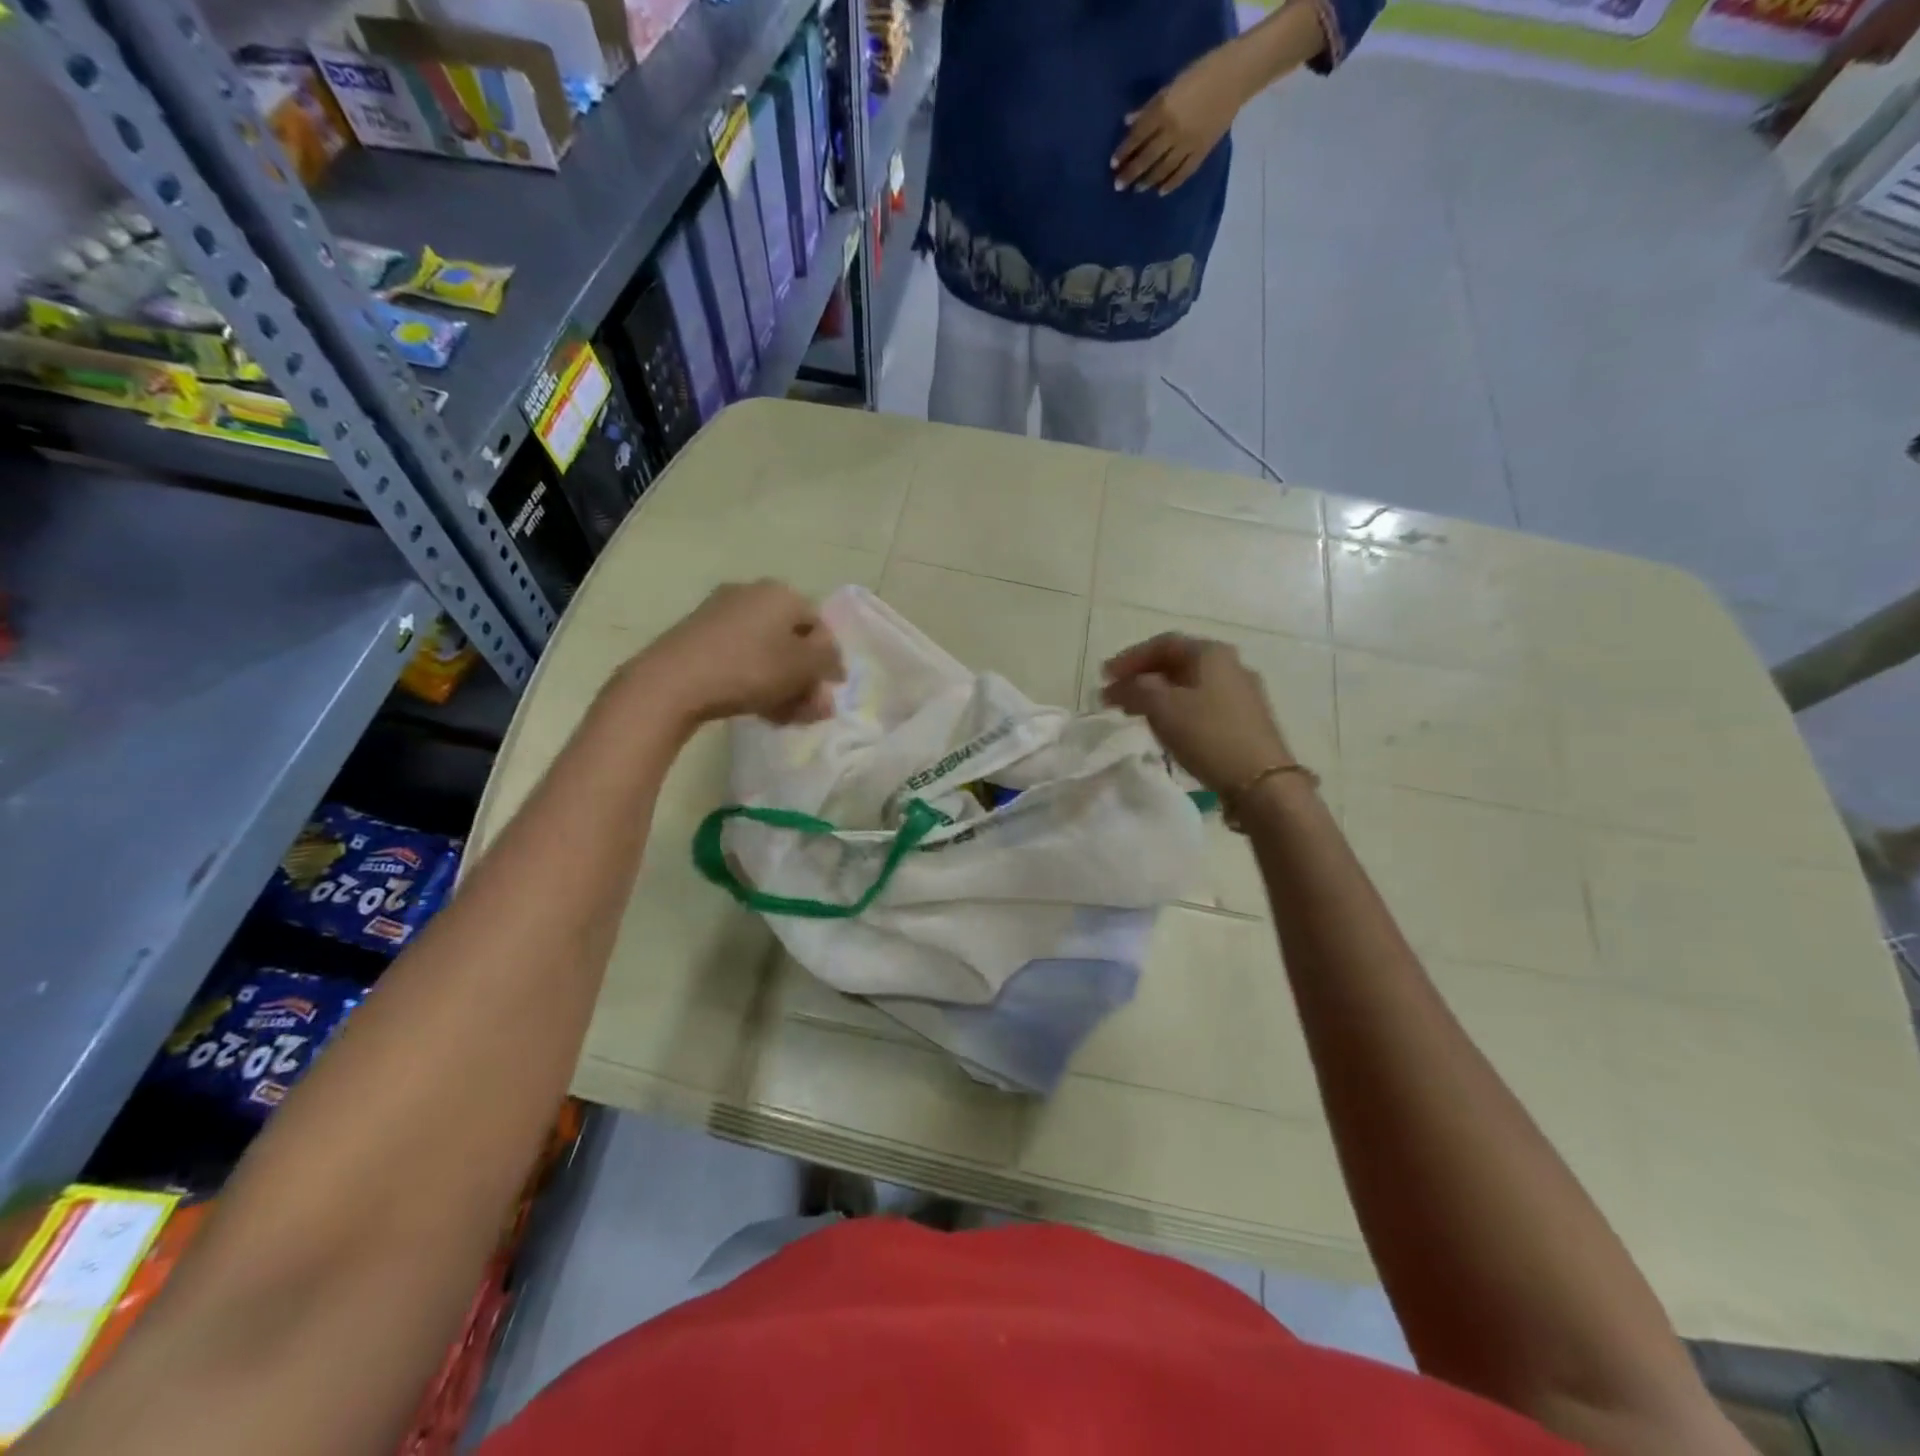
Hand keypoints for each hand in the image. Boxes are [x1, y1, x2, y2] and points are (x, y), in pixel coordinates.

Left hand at [635, 580, 844, 726]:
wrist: (673, 681)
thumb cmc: (750, 668)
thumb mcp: (803, 666)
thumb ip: (828, 662)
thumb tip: (834, 664)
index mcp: (781, 593)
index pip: (819, 625)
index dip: (830, 660)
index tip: (831, 691)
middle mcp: (752, 594)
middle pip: (792, 640)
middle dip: (805, 678)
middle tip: (810, 710)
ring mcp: (721, 614)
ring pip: (766, 652)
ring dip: (783, 685)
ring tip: (787, 718)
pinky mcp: (698, 636)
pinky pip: (740, 657)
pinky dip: (756, 681)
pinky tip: (760, 711)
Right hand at [1101, 633, 1292, 792]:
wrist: (1261, 781)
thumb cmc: (1208, 734)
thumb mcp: (1162, 707)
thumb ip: (1135, 689)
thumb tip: (1121, 685)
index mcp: (1211, 652)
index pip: (1162, 643)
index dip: (1129, 658)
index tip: (1104, 677)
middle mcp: (1230, 665)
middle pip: (1177, 662)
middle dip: (1142, 676)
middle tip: (1115, 695)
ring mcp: (1242, 692)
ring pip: (1189, 684)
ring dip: (1158, 694)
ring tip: (1134, 711)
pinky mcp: (1246, 719)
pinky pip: (1202, 703)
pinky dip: (1177, 708)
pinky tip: (1166, 726)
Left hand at [1112, 44, 1247, 194]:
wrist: (1237, 75)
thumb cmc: (1201, 72)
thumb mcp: (1172, 85)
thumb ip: (1150, 107)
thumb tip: (1128, 123)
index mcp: (1164, 111)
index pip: (1138, 136)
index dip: (1124, 151)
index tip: (1113, 164)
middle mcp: (1173, 131)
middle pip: (1147, 157)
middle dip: (1131, 172)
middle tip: (1119, 185)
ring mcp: (1188, 144)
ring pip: (1163, 168)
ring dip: (1148, 180)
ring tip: (1138, 189)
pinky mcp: (1202, 152)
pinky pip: (1183, 172)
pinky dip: (1171, 183)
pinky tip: (1161, 191)